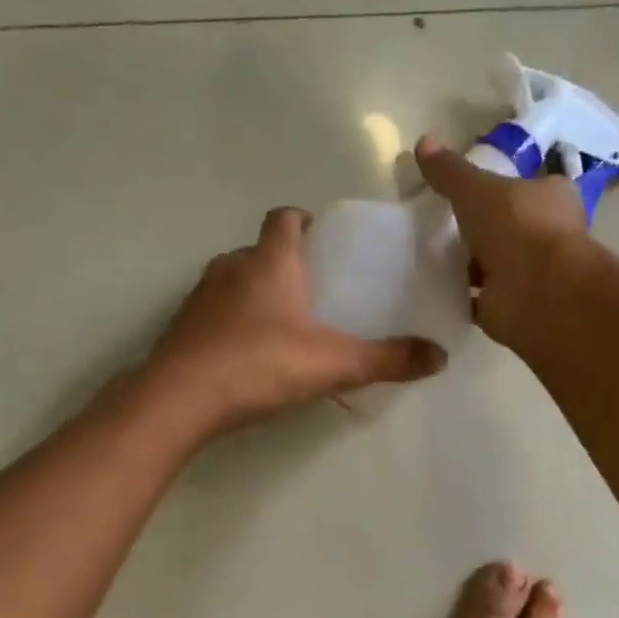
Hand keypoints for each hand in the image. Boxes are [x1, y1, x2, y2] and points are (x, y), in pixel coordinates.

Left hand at [144, 207, 446, 437]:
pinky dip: (234, 322)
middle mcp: (231, 266)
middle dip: (287, 264)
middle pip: (262, 250)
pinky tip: (251, 355)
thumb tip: (439, 357)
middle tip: (317, 293)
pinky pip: (216, 312)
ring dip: (259, 294)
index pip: (285, 217)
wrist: (179, 399)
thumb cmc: (260, 364)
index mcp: (270, 260)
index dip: (304, 222)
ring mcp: (200, 295)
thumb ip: (386, 359)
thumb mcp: (333, 363)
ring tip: (287, 327)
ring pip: (236, 281)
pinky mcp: (182, 326)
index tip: (324, 242)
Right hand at [414, 135, 589, 350]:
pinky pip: (483, 300)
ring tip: (433, 258)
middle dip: (483, 230)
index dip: (501, 189)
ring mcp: (533, 274)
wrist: (537, 292)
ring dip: (472, 266)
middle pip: (511, 228)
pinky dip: (464, 297)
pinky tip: (437, 291)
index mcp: (552, 197)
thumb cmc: (517, 227)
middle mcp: (549, 235)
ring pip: (497, 265)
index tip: (469, 194)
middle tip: (444, 228)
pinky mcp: (514, 306)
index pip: (528, 187)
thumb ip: (451, 171)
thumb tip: (423, 141)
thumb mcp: (476, 189)